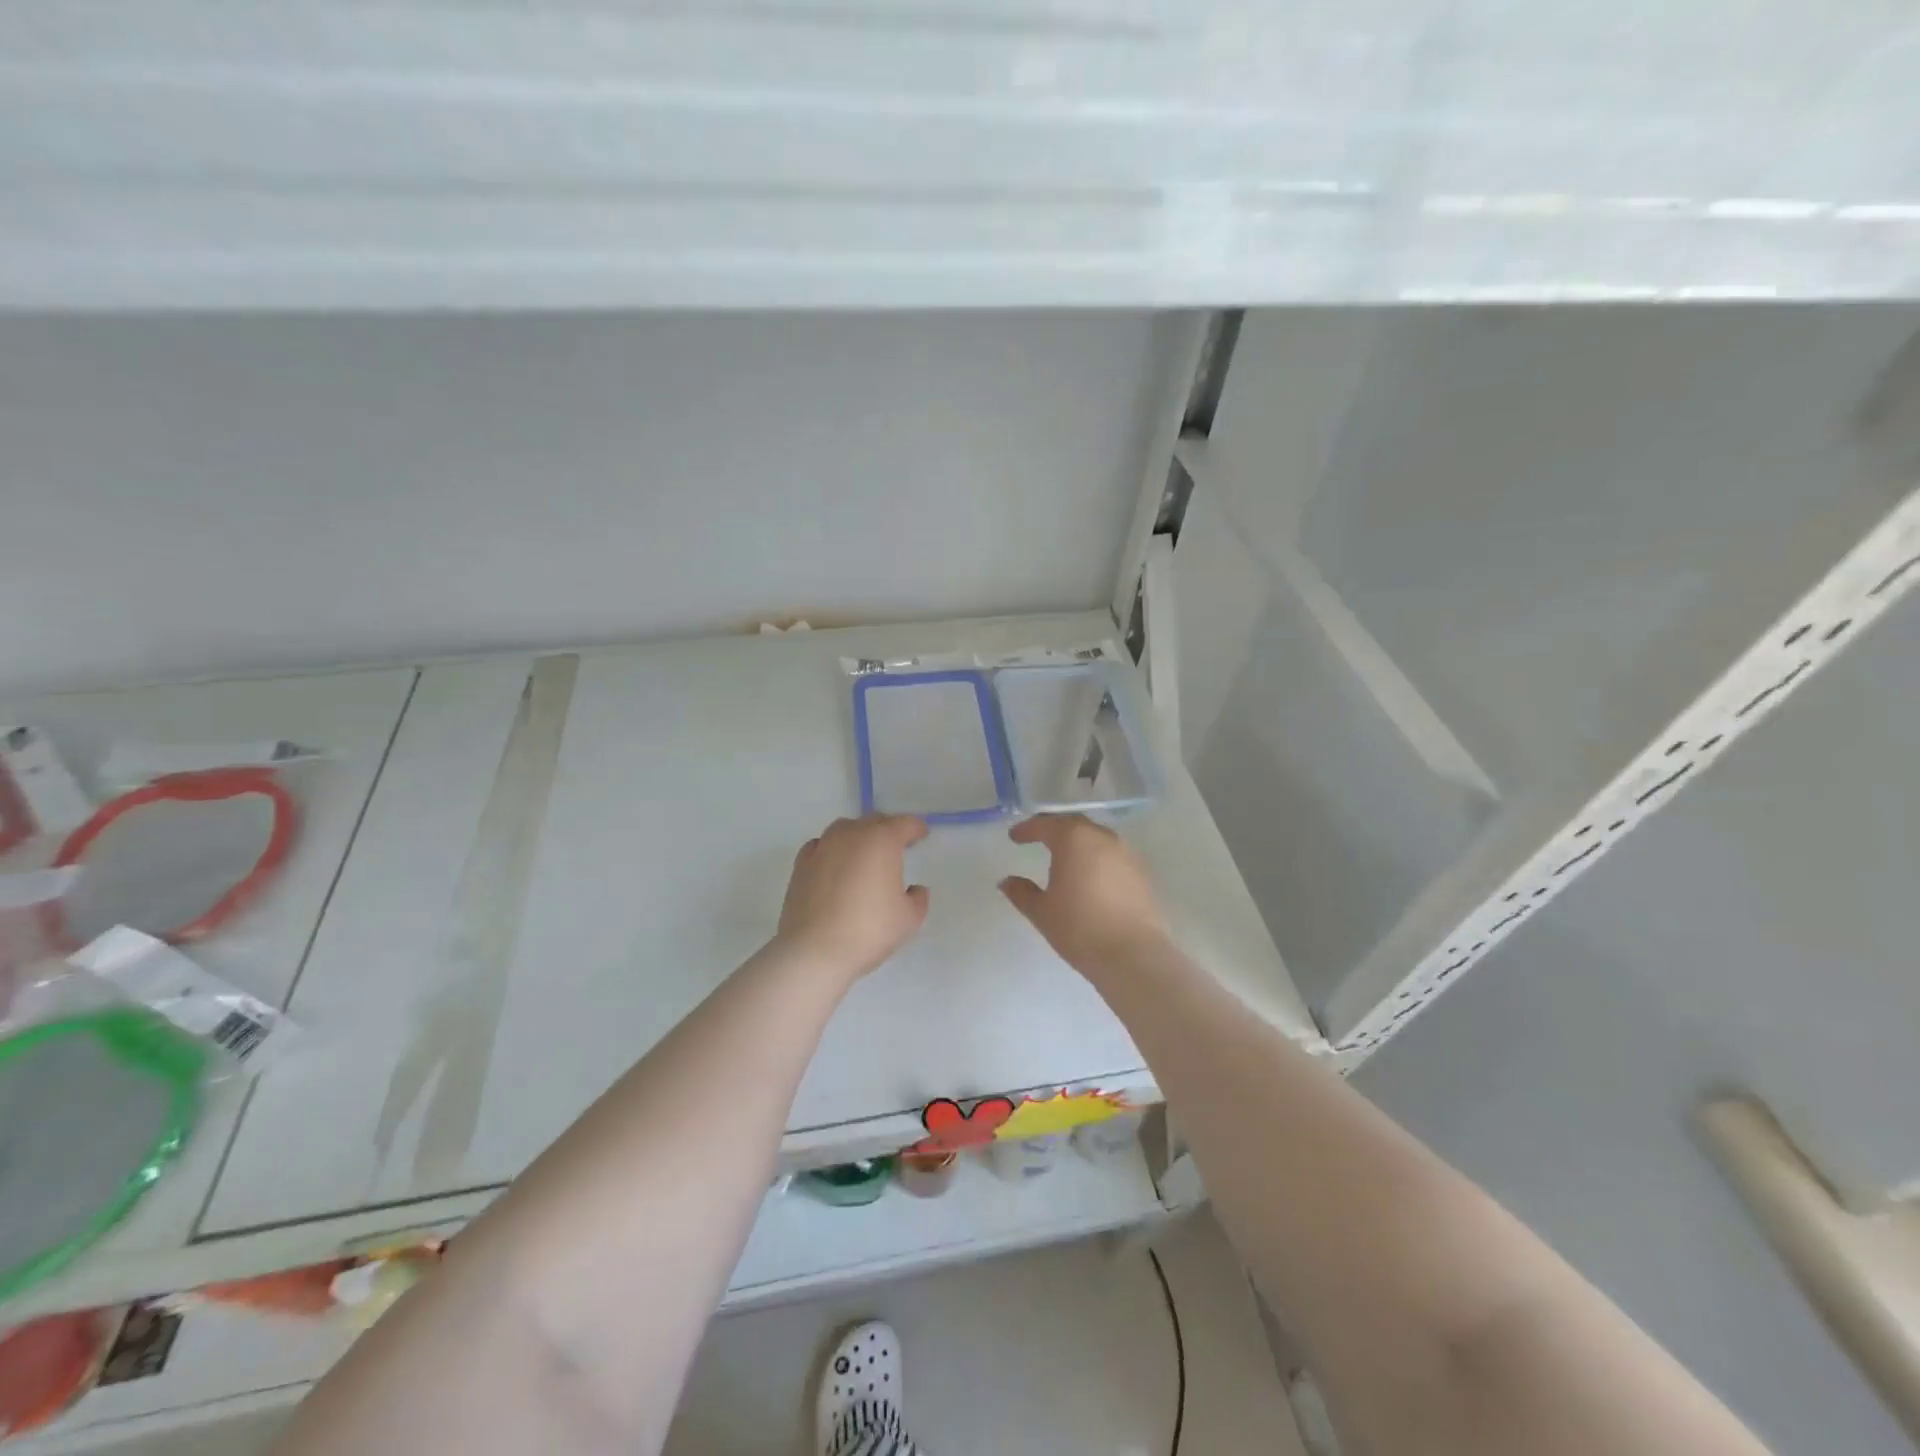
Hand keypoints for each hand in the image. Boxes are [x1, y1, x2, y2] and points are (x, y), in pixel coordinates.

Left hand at [775, 814, 929, 980]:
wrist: (814, 951)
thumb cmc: (869, 930)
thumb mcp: (909, 919)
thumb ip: (918, 899)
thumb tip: (914, 890)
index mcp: (882, 840)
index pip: (904, 824)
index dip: (916, 828)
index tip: (922, 834)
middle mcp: (851, 835)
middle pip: (874, 821)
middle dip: (888, 829)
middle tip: (897, 845)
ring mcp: (822, 847)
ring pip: (845, 829)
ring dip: (859, 836)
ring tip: (865, 855)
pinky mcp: (801, 864)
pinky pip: (821, 846)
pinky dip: (832, 850)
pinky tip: (835, 866)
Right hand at [999, 814, 1172, 973]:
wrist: (1133, 956)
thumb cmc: (1079, 928)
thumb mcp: (1042, 911)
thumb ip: (1022, 892)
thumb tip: (1007, 881)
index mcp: (1074, 839)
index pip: (1045, 825)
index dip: (1027, 829)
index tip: (1014, 837)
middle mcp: (1102, 838)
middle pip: (1074, 825)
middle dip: (1054, 829)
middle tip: (1038, 838)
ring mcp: (1126, 854)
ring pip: (1096, 839)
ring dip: (1078, 843)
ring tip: (1064, 858)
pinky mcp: (1142, 873)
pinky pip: (1112, 856)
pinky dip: (1097, 859)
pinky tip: (1090, 877)